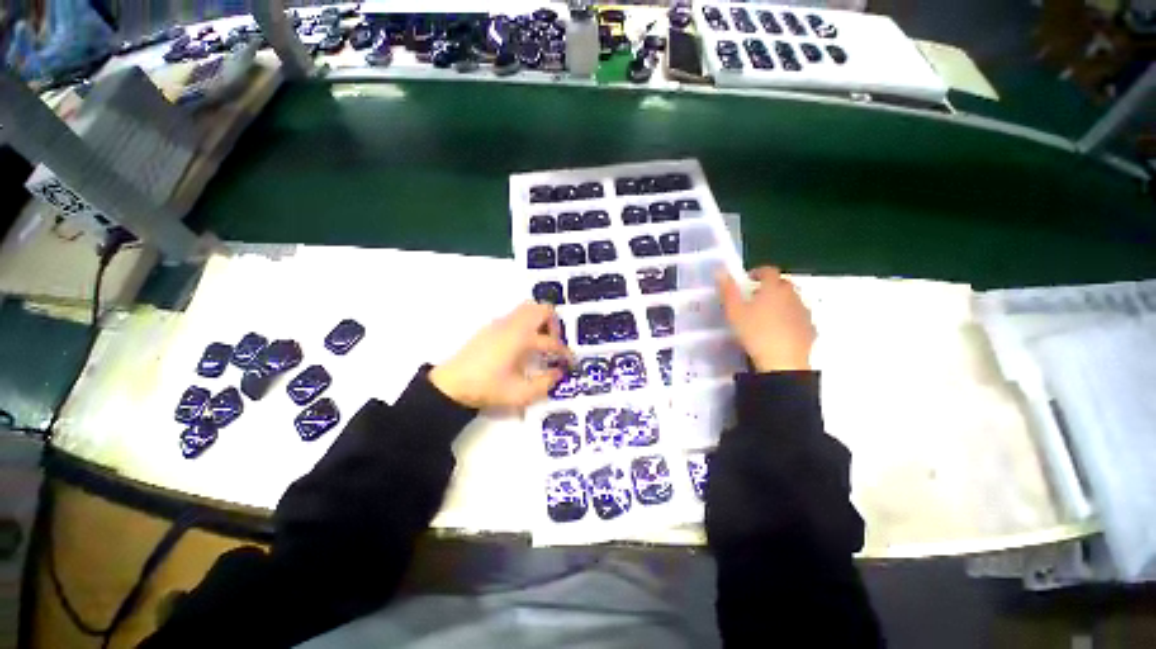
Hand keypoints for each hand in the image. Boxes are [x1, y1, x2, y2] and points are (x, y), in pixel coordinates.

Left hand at [430, 302, 572, 409]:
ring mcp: (501, 323)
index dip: (565, 353)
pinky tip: (523, 346)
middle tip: (554, 345)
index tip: (570, 363)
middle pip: (542, 309)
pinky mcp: (492, 326)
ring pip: (528, 308)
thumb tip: (559, 372)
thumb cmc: (487, 389)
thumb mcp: (521, 394)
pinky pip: (517, 315)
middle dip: (555, 325)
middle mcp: (513, 325)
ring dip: (541, 321)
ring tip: (540, 343)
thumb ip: (546, 383)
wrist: (451, 386)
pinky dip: (528, 324)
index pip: (552, 342)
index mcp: (521, 339)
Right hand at [717, 267, 815, 372]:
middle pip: (783, 284)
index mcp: (773, 288)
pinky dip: (790, 317)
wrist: (783, 361)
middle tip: (755, 298)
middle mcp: (792, 296)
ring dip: (781, 301)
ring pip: (793, 300)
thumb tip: (720, 270)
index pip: (769, 271)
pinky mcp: (810, 328)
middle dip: (770, 287)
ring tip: (766, 315)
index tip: (748, 279)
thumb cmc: (755, 332)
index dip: (758, 272)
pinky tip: (779, 330)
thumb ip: (727, 290)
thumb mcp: (734, 311)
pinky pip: (799, 316)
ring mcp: (804, 312)